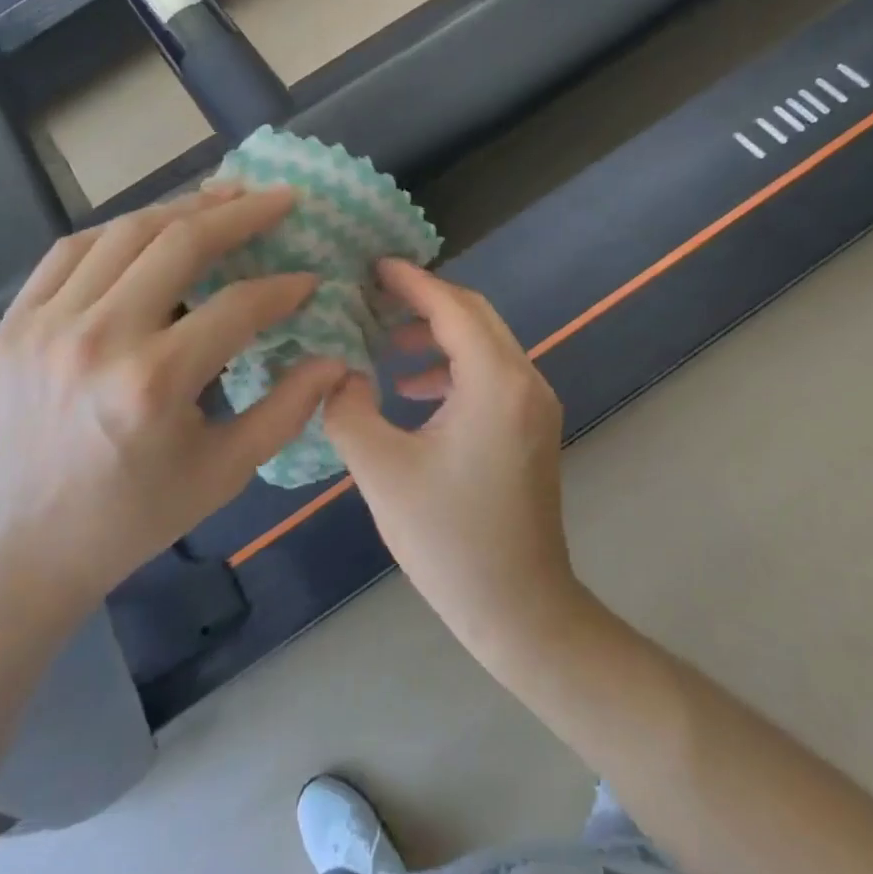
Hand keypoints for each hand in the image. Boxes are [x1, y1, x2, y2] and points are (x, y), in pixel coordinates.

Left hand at [0, 186, 346, 615]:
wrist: (25, 545)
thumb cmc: (136, 515)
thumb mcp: (224, 473)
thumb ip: (286, 410)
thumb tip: (335, 359)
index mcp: (153, 383)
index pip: (236, 307)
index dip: (283, 289)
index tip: (310, 280)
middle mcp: (98, 338)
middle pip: (178, 243)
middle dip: (239, 213)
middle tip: (280, 197)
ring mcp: (46, 324)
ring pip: (124, 233)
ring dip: (182, 208)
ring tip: (224, 195)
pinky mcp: (16, 322)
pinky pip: (71, 250)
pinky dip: (119, 230)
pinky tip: (152, 226)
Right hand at [323, 261, 579, 653]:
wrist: (519, 608)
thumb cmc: (448, 539)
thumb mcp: (381, 470)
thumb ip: (348, 407)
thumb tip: (338, 372)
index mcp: (494, 382)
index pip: (452, 307)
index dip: (411, 282)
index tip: (372, 265)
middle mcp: (524, 381)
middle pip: (474, 316)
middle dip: (423, 300)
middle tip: (371, 296)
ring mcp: (534, 405)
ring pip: (483, 343)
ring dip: (436, 334)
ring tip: (384, 344)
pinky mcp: (530, 427)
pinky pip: (489, 374)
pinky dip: (450, 367)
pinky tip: (411, 391)